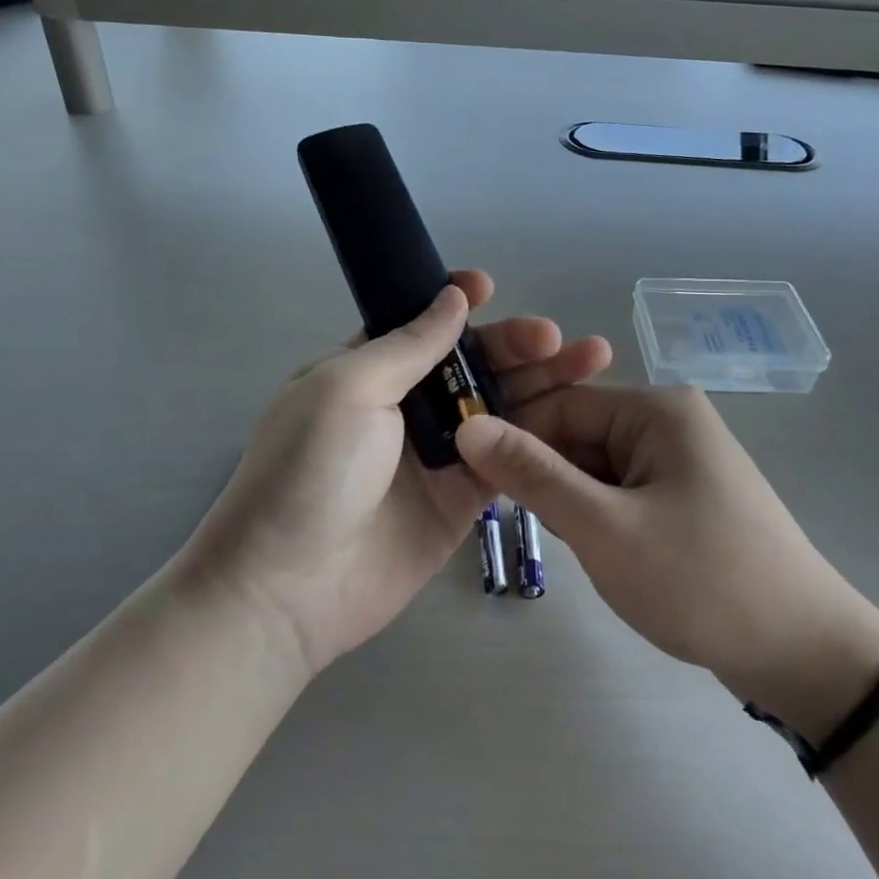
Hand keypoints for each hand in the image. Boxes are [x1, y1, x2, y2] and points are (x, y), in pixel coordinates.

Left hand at [180, 271, 611, 676]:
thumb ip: (408, 345)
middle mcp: (405, 406)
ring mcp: (436, 454)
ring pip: (498, 407)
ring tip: (590, 361)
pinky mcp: (462, 499)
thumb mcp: (348, 389)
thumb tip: (453, 298)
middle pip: (471, 364)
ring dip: (541, 383)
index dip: (455, 304)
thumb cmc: (309, 471)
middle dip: (514, 344)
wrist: (288, 589)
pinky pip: (508, 458)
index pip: (419, 324)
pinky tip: (578, 417)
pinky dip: (540, 437)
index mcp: (367, 370)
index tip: (491, 288)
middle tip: (556, 338)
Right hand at [454, 386, 878, 738]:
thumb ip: (533, 474)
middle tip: (545, 532)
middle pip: (577, 435)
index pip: (559, 405)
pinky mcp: (684, 495)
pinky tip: (610, 556)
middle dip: (551, 481)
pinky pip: (620, 491)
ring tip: (589, 552)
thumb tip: (466, 425)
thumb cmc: (702, 581)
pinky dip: (602, 519)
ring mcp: (679, 459)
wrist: (806, 655)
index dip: (514, 441)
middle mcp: (668, 421)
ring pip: (594, 467)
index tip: (480, 486)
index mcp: (655, 409)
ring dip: (576, 506)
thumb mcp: (605, 528)